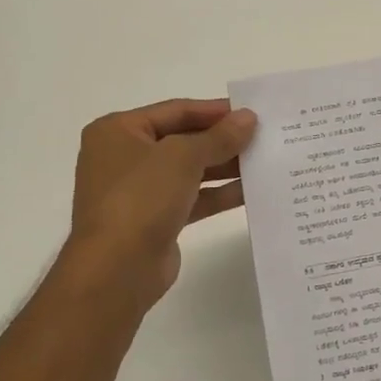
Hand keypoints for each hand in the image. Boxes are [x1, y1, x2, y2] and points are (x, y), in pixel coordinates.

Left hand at [63, 98, 257, 314]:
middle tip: (264, 136)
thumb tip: (248, 118)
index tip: (252, 112)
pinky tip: (251, 190)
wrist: (116, 269)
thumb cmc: (141, 198)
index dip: (215, 110)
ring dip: (225, 166)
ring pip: (190, 170)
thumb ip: (219, 136)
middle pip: (183, 139)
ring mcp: (139, 190)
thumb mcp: (183, 157)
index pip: (176, 110)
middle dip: (223, 139)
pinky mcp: (155, 219)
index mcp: (118, 131)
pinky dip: (218, 193)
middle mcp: (125, 157)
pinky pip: (192, 198)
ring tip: (264, 161)